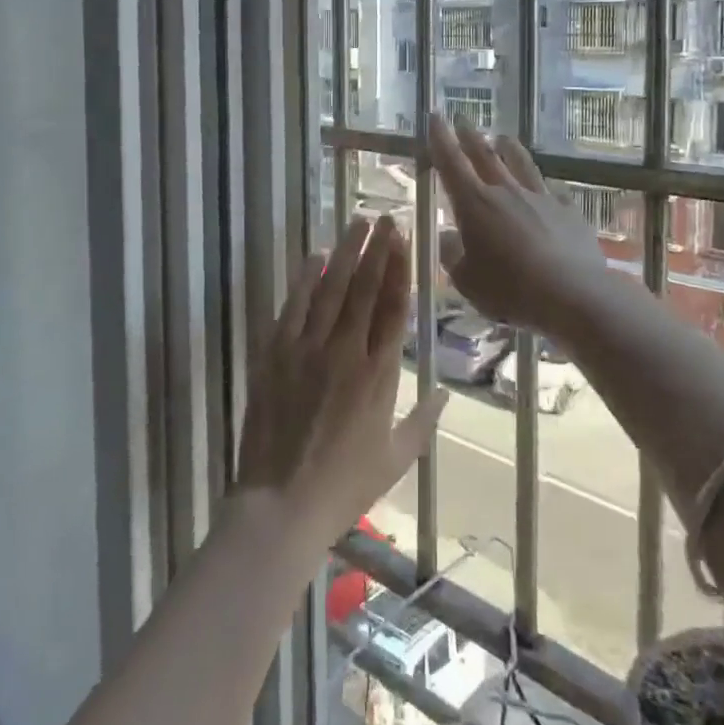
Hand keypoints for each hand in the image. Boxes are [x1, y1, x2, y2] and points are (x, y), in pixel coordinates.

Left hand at [236, 216, 446, 554]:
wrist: (281, 506)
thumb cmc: (344, 487)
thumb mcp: (396, 459)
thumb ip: (424, 422)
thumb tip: (447, 392)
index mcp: (379, 375)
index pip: (394, 308)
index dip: (400, 269)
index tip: (404, 240)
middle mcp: (346, 352)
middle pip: (365, 289)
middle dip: (377, 249)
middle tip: (384, 218)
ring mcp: (308, 350)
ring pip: (331, 290)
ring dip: (345, 253)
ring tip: (357, 223)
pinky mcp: (276, 355)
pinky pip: (293, 308)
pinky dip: (304, 279)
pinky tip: (314, 256)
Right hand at [427, 112, 615, 338]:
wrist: (573, 294)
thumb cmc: (511, 291)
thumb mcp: (467, 281)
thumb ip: (452, 256)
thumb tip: (447, 237)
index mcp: (475, 204)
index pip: (451, 163)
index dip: (440, 139)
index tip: (434, 116)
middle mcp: (507, 191)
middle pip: (485, 155)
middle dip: (470, 135)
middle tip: (462, 119)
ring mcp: (541, 197)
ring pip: (521, 163)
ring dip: (508, 148)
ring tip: (503, 138)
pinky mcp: (568, 210)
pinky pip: (551, 190)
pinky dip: (543, 185)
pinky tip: (546, 187)